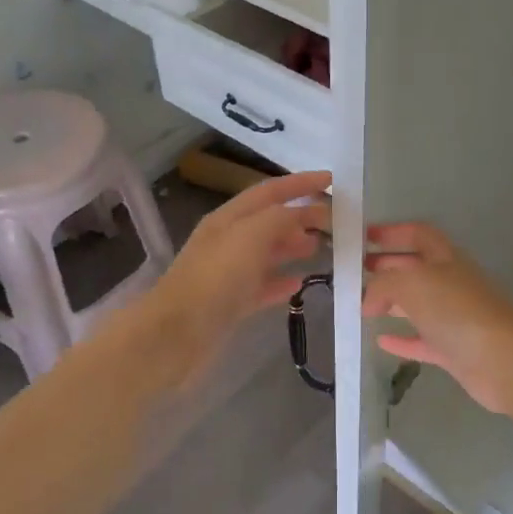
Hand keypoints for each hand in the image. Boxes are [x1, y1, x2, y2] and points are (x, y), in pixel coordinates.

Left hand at [136, 169, 330, 384]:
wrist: (177, 334)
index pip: (270, 191)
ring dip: (294, 246)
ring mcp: (228, 273)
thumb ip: (280, 218)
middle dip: (302, 216)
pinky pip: (262, 285)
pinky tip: (299, 284)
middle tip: (335, 221)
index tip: (331, 179)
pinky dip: (282, 281)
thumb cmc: (216, 278)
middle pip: (270, 220)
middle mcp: (228, 240)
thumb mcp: (251, 236)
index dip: (300, 183)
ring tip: (322, 248)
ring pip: (267, 252)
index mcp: (229, 218)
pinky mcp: (231, 303)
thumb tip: (302, 215)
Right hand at [363, 223, 512, 415]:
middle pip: (417, 268)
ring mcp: (455, 318)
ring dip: (393, 302)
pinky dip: (402, 340)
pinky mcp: (454, 350)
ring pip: (419, 305)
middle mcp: (451, 283)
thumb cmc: (456, 309)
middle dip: (388, 266)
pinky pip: (423, 341)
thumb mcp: (412, 283)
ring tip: (363, 305)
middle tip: (358, 272)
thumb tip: (368, 300)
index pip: (419, 234)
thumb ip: (383, 284)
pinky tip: (381, 341)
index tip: (365, 237)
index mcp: (445, 258)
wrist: (502, 359)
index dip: (393, 232)